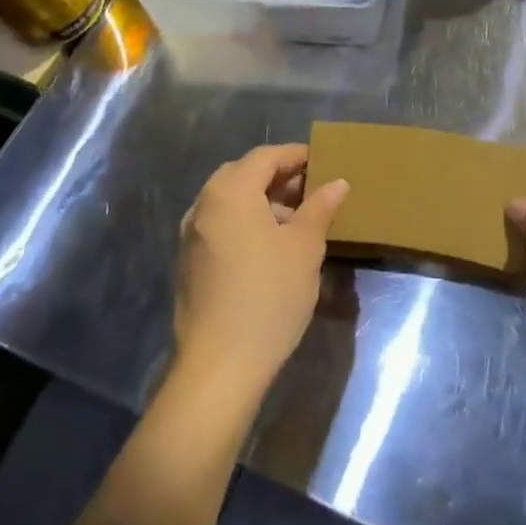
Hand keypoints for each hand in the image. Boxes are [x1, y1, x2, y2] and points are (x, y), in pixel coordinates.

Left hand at [174, 144, 347, 395]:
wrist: (218, 368)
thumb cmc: (268, 296)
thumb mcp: (305, 247)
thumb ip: (320, 208)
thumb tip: (337, 183)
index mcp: (230, 191)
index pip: (266, 156)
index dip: (297, 155)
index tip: (325, 163)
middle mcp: (204, 205)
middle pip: (244, 174)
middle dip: (279, 178)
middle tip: (313, 190)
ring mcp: (191, 236)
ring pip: (231, 201)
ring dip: (263, 202)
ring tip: (298, 221)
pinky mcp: (189, 264)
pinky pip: (221, 225)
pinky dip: (246, 223)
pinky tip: (272, 248)